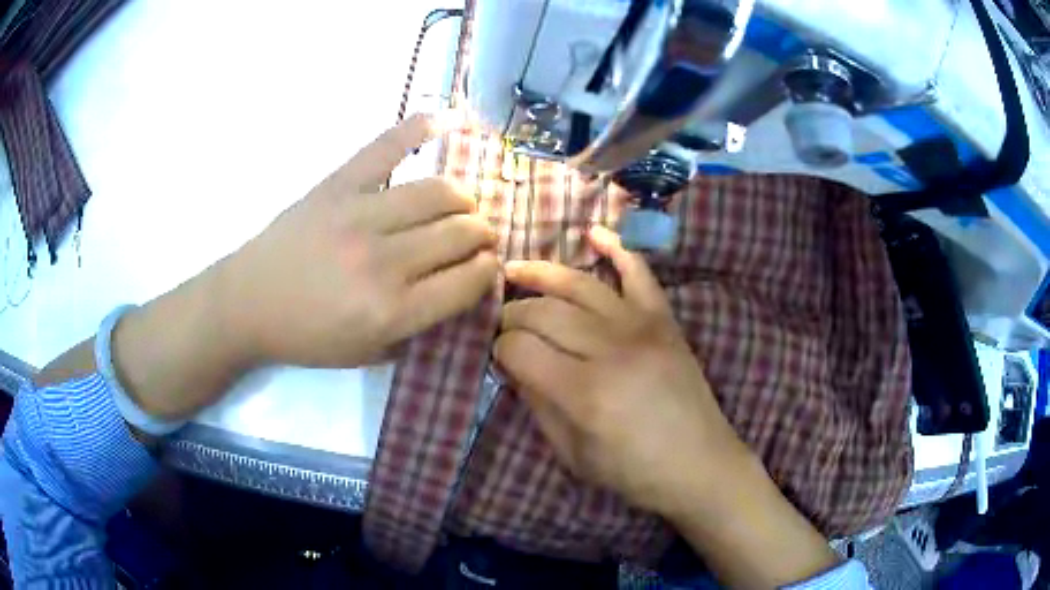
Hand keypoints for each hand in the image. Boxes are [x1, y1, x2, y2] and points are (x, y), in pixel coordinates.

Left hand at [223, 114, 498, 366]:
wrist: (248, 303)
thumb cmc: (308, 336)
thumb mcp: (369, 354)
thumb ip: (421, 328)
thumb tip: (463, 289)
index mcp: (392, 310)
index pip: (469, 280)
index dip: (487, 272)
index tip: (485, 267)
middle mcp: (384, 261)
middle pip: (461, 232)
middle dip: (482, 235)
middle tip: (477, 238)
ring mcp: (359, 214)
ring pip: (440, 191)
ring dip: (463, 199)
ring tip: (460, 206)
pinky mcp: (338, 184)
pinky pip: (387, 146)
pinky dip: (420, 128)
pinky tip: (450, 119)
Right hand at [494, 226, 745, 516]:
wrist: (700, 464)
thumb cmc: (634, 472)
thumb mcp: (572, 454)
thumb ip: (538, 406)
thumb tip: (512, 367)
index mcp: (584, 392)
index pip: (520, 349)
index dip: (499, 349)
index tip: (497, 356)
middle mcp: (610, 349)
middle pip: (543, 311)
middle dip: (512, 313)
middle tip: (503, 322)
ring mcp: (641, 327)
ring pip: (579, 284)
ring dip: (541, 273)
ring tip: (515, 271)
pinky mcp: (664, 319)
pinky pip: (638, 272)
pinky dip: (616, 247)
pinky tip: (592, 232)